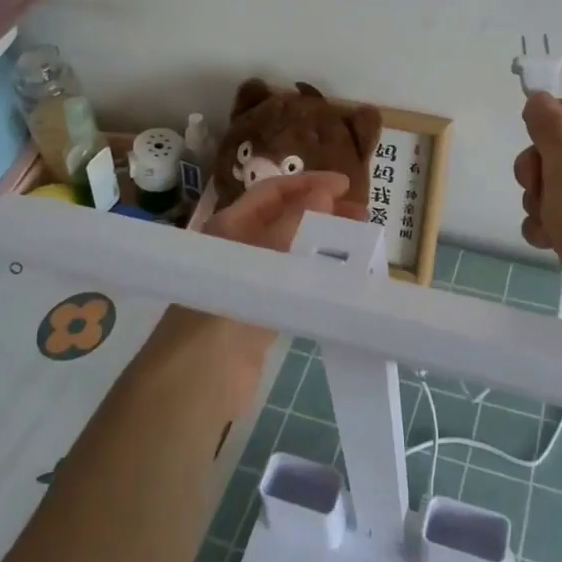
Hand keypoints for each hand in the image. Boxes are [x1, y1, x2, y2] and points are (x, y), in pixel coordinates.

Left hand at [152, 171, 350, 392]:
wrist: (200, 378)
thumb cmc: (227, 306)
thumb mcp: (261, 258)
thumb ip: (293, 224)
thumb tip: (322, 193)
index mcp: (230, 226)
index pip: (272, 192)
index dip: (308, 183)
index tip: (345, 185)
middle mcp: (239, 248)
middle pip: (284, 219)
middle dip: (321, 212)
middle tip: (361, 216)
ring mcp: (251, 282)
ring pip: (292, 251)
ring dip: (323, 243)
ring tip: (360, 243)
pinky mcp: (263, 312)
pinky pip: (295, 282)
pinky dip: (319, 275)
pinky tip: (343, 278)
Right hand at [513, 94, 561, 328]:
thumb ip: (549, 129)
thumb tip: (540, 99)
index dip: (560, 113)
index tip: (530, 127)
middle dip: (540, 164)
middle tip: (532, 183)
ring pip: (558, 183)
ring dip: (539, 198)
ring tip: (544, 218)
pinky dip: (548, 223)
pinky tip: (546, 240)